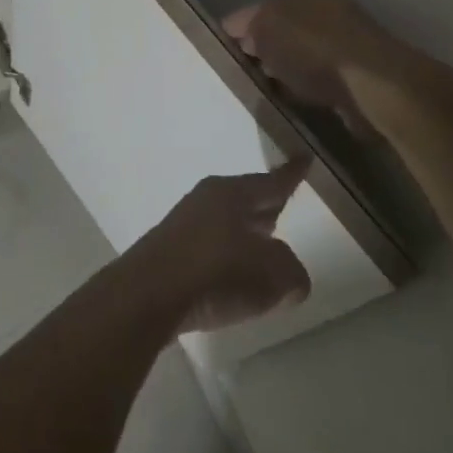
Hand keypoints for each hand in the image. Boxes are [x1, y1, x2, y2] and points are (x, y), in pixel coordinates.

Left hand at [125, 164, 312, 333]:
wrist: (147, 295)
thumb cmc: (217, 273)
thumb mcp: (274, 275)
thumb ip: (291, 271)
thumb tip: (288, 276)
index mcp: (233, 193)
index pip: (273, 182)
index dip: (293, 173)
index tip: (304, 157)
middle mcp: (206, 199)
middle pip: (246, 200)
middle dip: (266, 207)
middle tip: (285, 208)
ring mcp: (183, 224)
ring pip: (226, 223)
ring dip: (244, 235)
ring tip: (263, 250)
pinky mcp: (168, 250)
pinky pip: (208, 246)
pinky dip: (225, 257)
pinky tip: (232, 278)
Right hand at [223, 0, 390, 127]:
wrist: (371, 86)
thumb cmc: (312, 49)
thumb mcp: (266, 26)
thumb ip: (248, 24)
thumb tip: (242, 33)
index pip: (259, 5)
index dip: (238, 28)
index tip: (223, 52)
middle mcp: (326, 9)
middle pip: (280, 29)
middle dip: (260, 49)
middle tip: (241, 73)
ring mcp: (342, 42)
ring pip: (297, 54)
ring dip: (281, 70)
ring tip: (262, 89)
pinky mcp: (353, 74)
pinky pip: (314, 78)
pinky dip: (300, 87)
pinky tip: (290, 100)